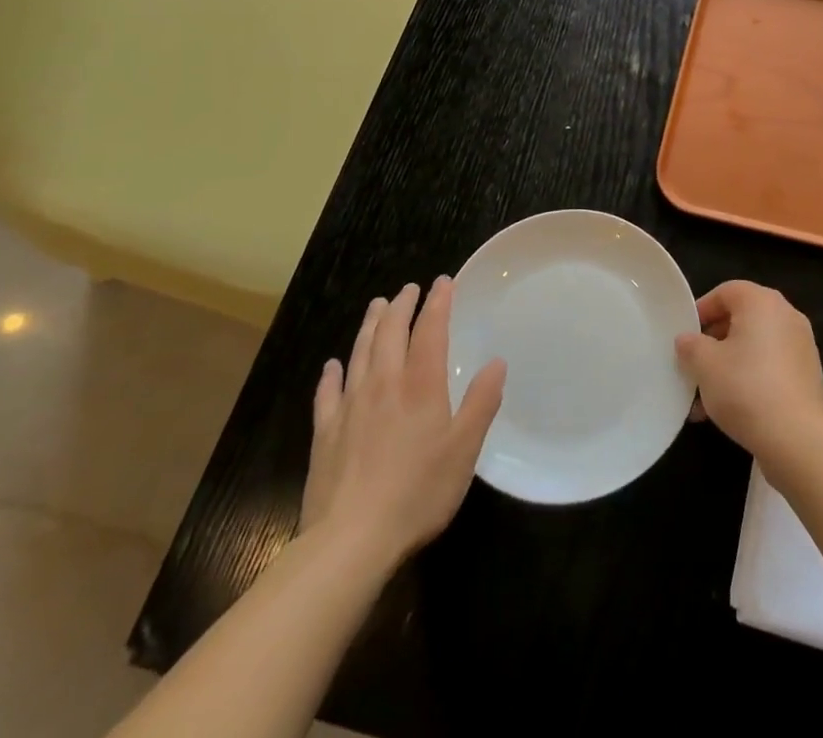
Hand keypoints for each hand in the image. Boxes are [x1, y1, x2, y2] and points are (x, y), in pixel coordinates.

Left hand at [299, 277, 506, 565]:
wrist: (350, 540)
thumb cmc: (417, 492)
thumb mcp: (464, 450)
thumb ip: (481, 402)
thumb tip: (497, 362)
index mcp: (420, 385)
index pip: (430, 330)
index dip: (437, 303)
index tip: (443, 282)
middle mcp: (384, 385)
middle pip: (389, 333)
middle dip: (401, 306)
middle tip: (408, 289)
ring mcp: (350, 407)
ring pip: (359, 353)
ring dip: (369, 326)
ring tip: (376, 306)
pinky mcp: (325, 434)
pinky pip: (327, 393)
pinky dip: (331, 374)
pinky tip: (332, 366)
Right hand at [675, 281, 822, 475]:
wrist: (797, 440)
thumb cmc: (746, 389)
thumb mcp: (705, 365)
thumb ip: (690, 346)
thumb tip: (687, 340)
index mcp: (762, 302)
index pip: (726, 291)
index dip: (702, 310)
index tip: (686, 336)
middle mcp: (786, 315)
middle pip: (742, 318)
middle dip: (714, 342)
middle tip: (694, 366)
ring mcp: (801, 345)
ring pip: (755, 346)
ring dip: (729, 365)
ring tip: (705, 399)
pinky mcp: (808, 375)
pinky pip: (771, 366)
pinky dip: (751, 378)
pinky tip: (730, 410)